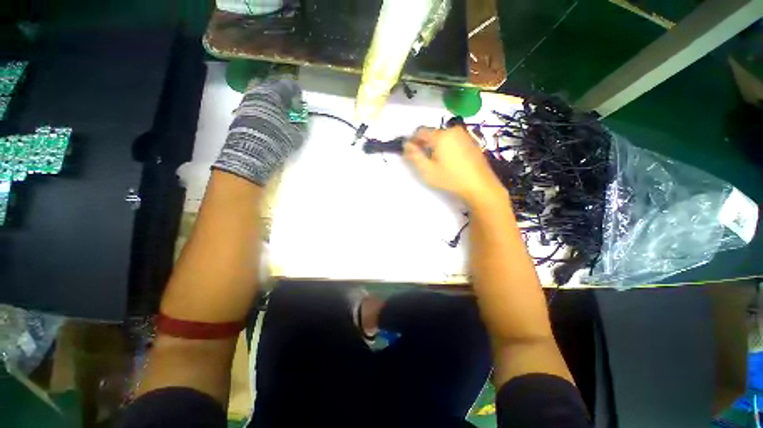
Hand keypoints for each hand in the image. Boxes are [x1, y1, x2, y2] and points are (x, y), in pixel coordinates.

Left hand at [213, 78, 303, 185]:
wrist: (250, 152)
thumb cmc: (276, 140)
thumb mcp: (295, 135)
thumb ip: (300, 126)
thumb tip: (302, 121)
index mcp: (274, 94)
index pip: (288, 85)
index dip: (297, 92)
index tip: (301, 100)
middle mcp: (259, 92)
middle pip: (273, 86)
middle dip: (283, 94)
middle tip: (291, 104)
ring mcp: (247, 101)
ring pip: (262, 94)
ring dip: (273, 101)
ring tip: (280, 112)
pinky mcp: (241, 111)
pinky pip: (256, 103)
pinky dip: (264, 107)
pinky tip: (269, 117)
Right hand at [403, 126, 505, 205]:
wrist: (479, 185)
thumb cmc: (450, 178)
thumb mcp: (428, 170)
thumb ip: (414, 156)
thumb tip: (406, 146)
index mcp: (441, 136)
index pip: (421, 132)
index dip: (413, 141)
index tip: (410, 152)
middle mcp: (453, 131)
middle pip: (433, 134)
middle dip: (425, 144)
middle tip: (423, 160)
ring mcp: (465, 136)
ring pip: (444, 138)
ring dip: (436, 146)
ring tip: (436, 162)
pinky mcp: (472, 142)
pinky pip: (454, 141)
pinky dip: (447, 147)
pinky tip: (449, 161)